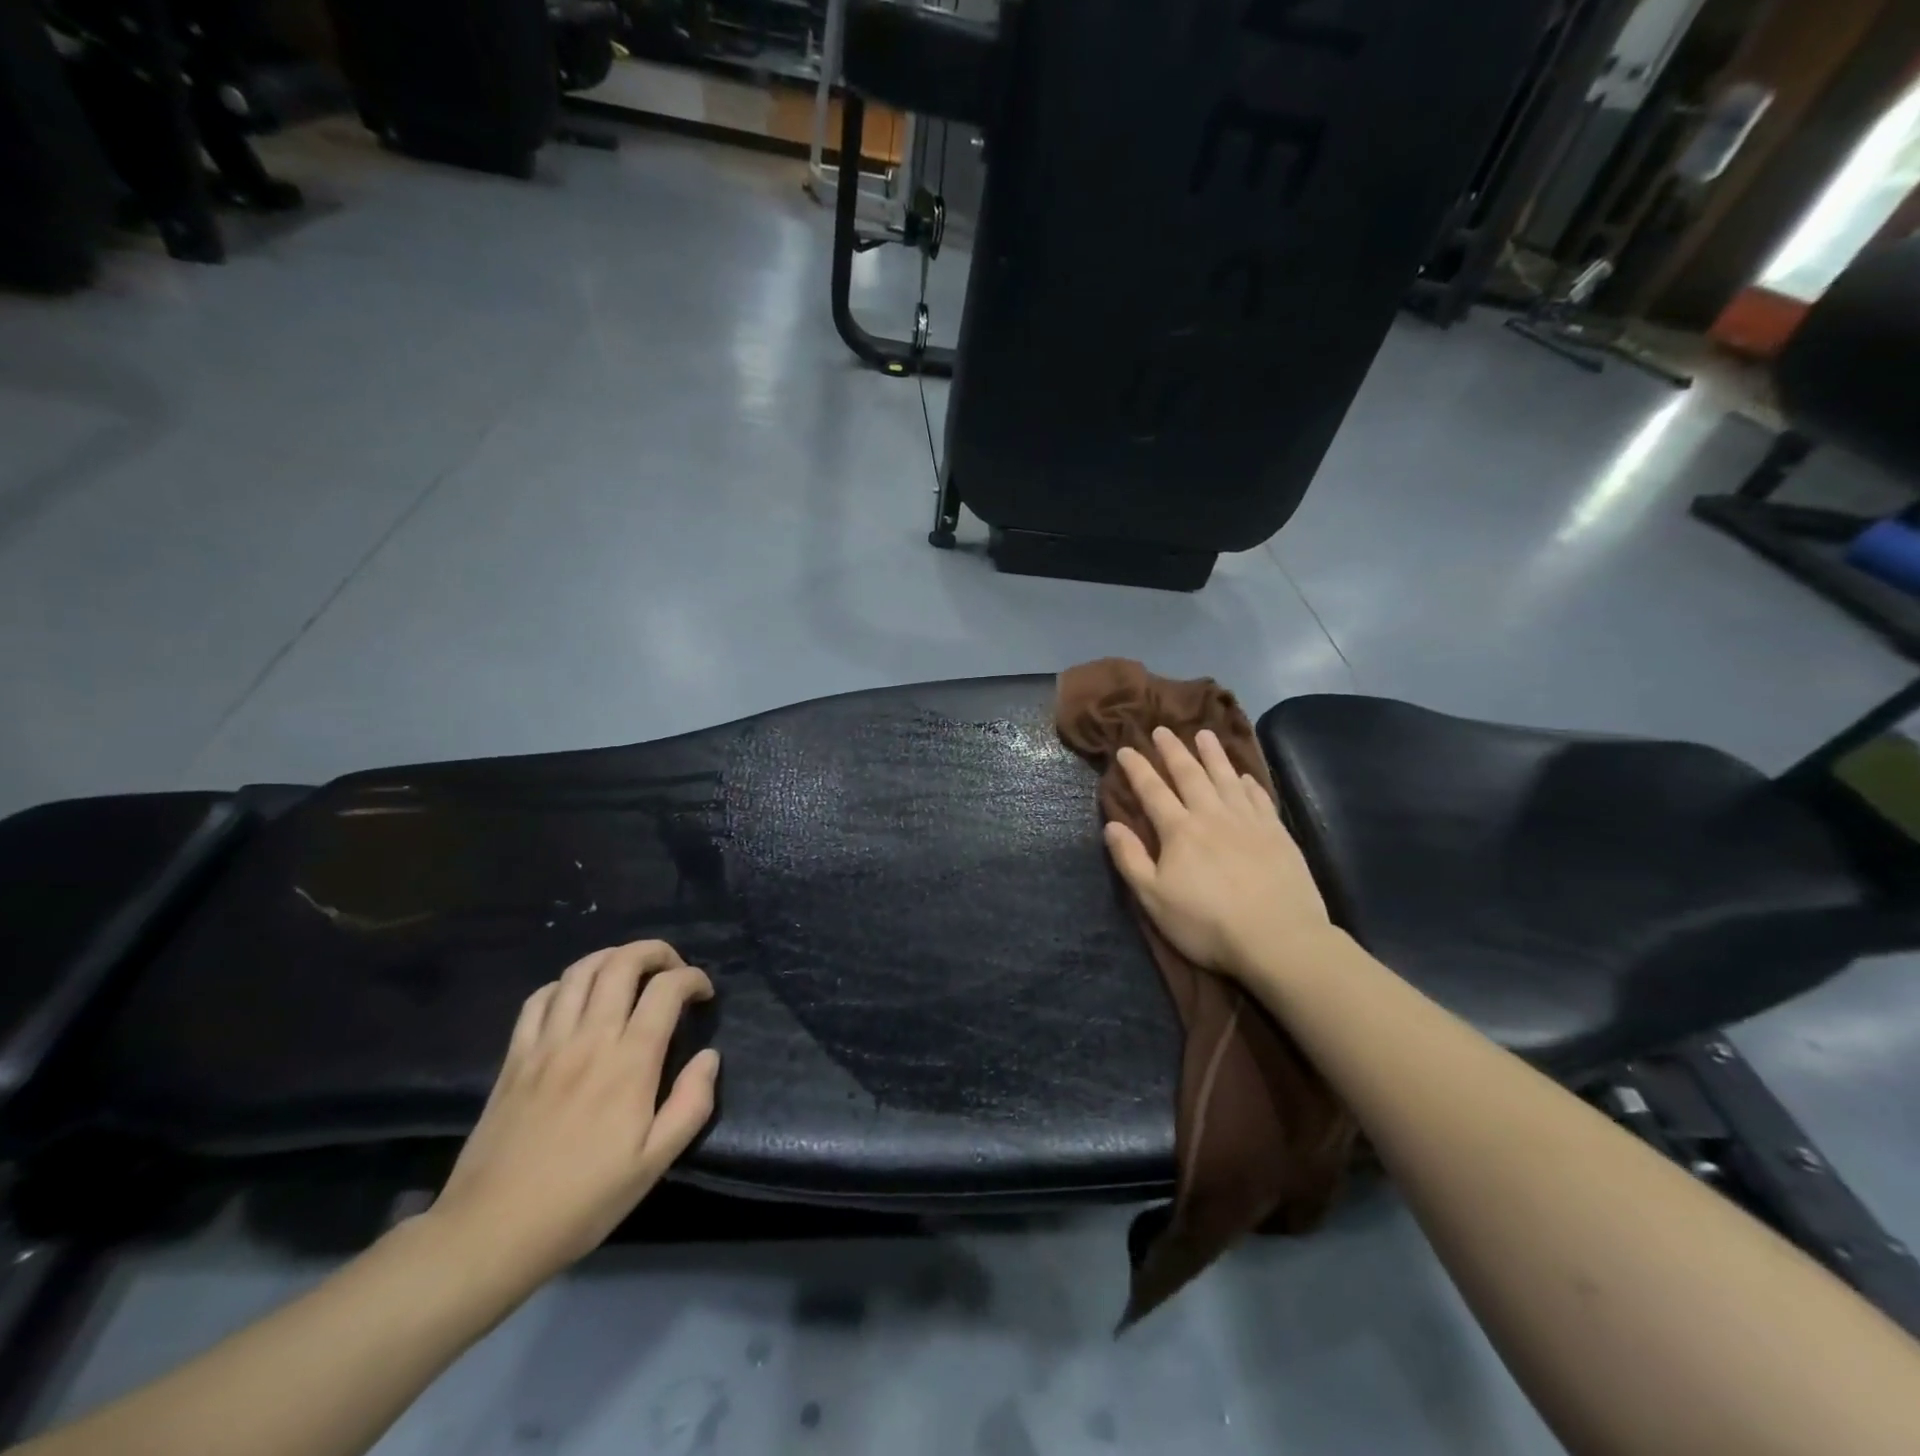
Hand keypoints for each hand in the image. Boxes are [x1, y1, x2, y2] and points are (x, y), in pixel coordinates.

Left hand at [427, 941, 718, 1287]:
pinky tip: (577, 999)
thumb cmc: (582, 1202)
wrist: (489, 1233)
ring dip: (612, 958)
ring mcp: (547, 1044)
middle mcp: (589, 1038)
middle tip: (672, 968)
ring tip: (630, 972)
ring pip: (580, 971)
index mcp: (629, 1062)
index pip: (667, 989)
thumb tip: (710, 1057)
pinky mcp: (514, 1057)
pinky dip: (566, 984)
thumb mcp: (654, 1164)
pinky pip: (540, 998)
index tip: (704, 995)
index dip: (693, 979)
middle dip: (655, 952)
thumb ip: (692, 1104)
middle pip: (622, 963)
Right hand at [1105, 727, 1336, 984]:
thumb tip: (1112, 825)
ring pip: (1226, 777)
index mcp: (1179, 831)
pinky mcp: (1277, 833)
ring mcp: (1248, 821)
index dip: (1137, 768)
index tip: (1126, 749)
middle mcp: (1212, 815)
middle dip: (1173, 750)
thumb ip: (1131, 859)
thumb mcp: (1154, 899)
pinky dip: (1248, 783)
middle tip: (1162, 729)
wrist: (1278, 938)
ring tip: (1204, 734)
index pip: (1152, 790)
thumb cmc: (1207, 923)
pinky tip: (1244, 776)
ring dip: (1213, 754)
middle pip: (1190, 774)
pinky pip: (1259, 798)